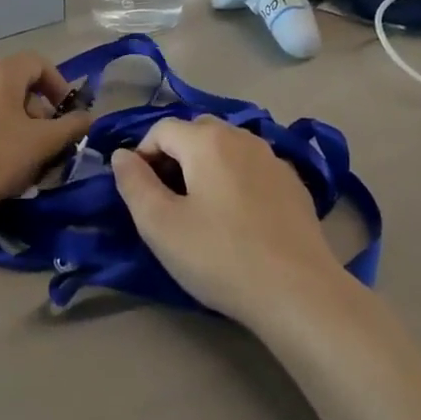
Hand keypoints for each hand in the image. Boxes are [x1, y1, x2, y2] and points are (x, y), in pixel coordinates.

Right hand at [110, 117, 343, 324]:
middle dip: (174, 155)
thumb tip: (122, 155)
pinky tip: (238, 216)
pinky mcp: (294, 183)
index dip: (142, 155)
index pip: (161, 129)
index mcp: (207, 141)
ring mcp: (274, 158)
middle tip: (167, 199)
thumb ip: (134, 184)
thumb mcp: (161, 225)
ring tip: (200, 207)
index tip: (139, 193)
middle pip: (197, 131)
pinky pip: (252, 167)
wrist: (298, 291)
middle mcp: (243, 137)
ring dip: (205, 165)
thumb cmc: (220, 256)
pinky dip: (235, 178)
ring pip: (228, 146)